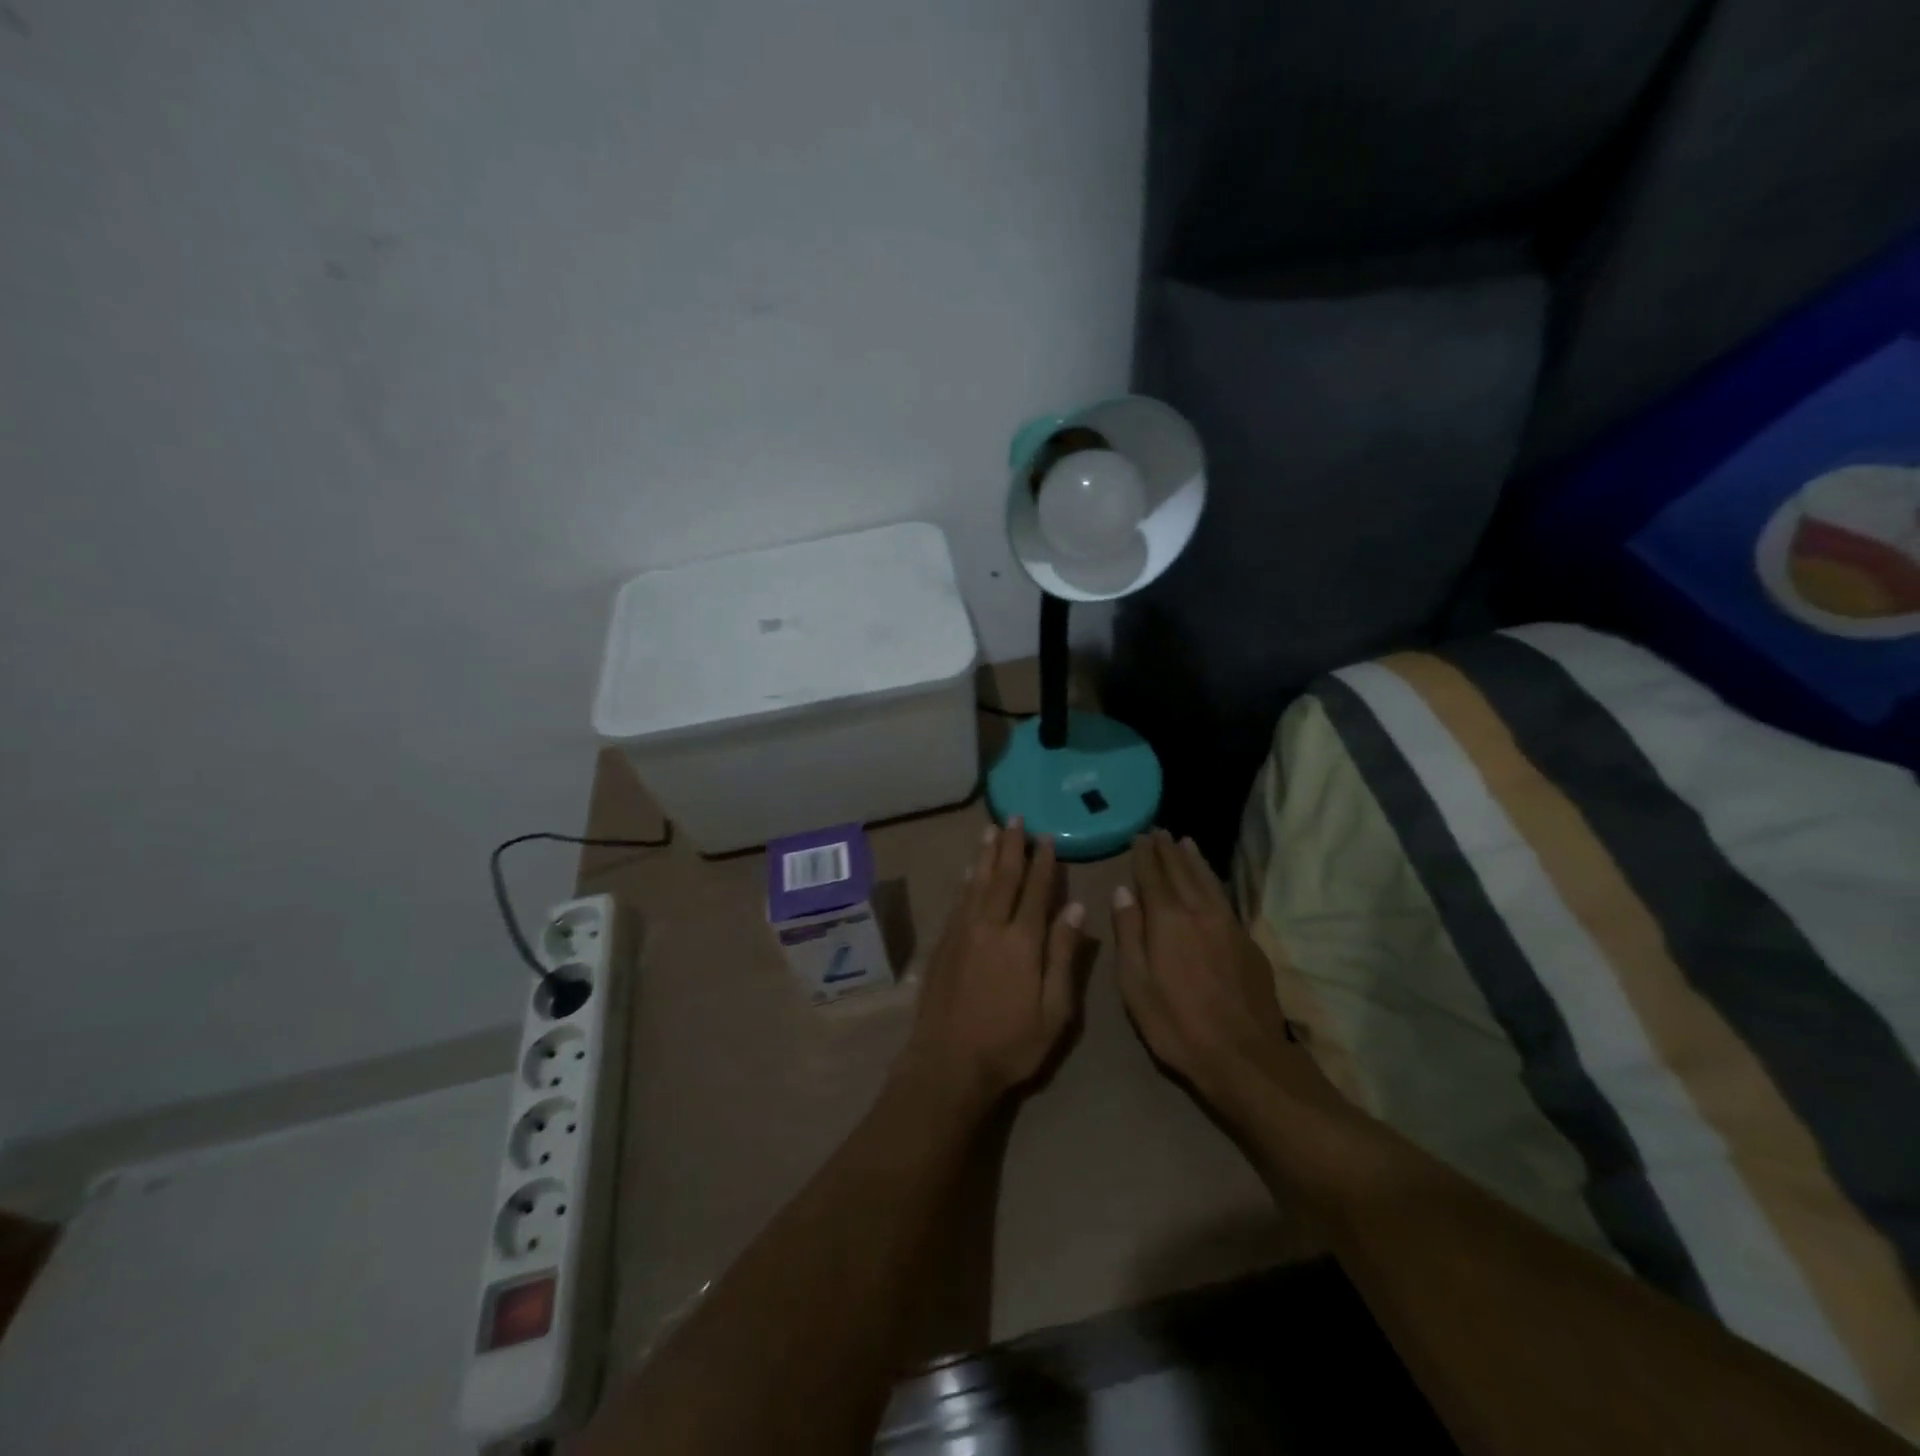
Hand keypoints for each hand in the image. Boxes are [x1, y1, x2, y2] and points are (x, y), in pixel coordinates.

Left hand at [897, 820, 1085, 1110]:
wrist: (948, 1063)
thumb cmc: (1010, 1043)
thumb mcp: (1054, 1010)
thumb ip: (1064, 955)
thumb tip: (1075, 907)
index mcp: (1022, 941)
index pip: (1035, 890)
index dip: (1043, 862)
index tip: (1047, 837)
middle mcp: (990, 926)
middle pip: (1003, 877)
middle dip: (1011, 846)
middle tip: (1015, 817)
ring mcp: (962, 932)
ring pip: (976, 882)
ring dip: (986, 855)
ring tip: (992, 830)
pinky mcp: (944, 943)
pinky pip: (958, 900)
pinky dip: (966, 880)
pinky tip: (968, 870)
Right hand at [1112, 830, 1328, 1119]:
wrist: (1245, 1056)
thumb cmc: (1177, 1024)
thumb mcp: (1135, 984)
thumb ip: (1128, 934)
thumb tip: (1122, 892)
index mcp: (1168, 920)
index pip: (1152, 877)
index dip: (1144, 856)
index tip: (1139, 837)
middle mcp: (1199, 912)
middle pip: (1181, 872)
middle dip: (1167, 851)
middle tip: (1159, 831)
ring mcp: (1228, 925)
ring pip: (1208, 880)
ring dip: (1194, 860)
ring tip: (1185, 842)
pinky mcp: (1247, 941)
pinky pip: (1225, 897)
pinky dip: (1213, 880)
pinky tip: (1210, 880)